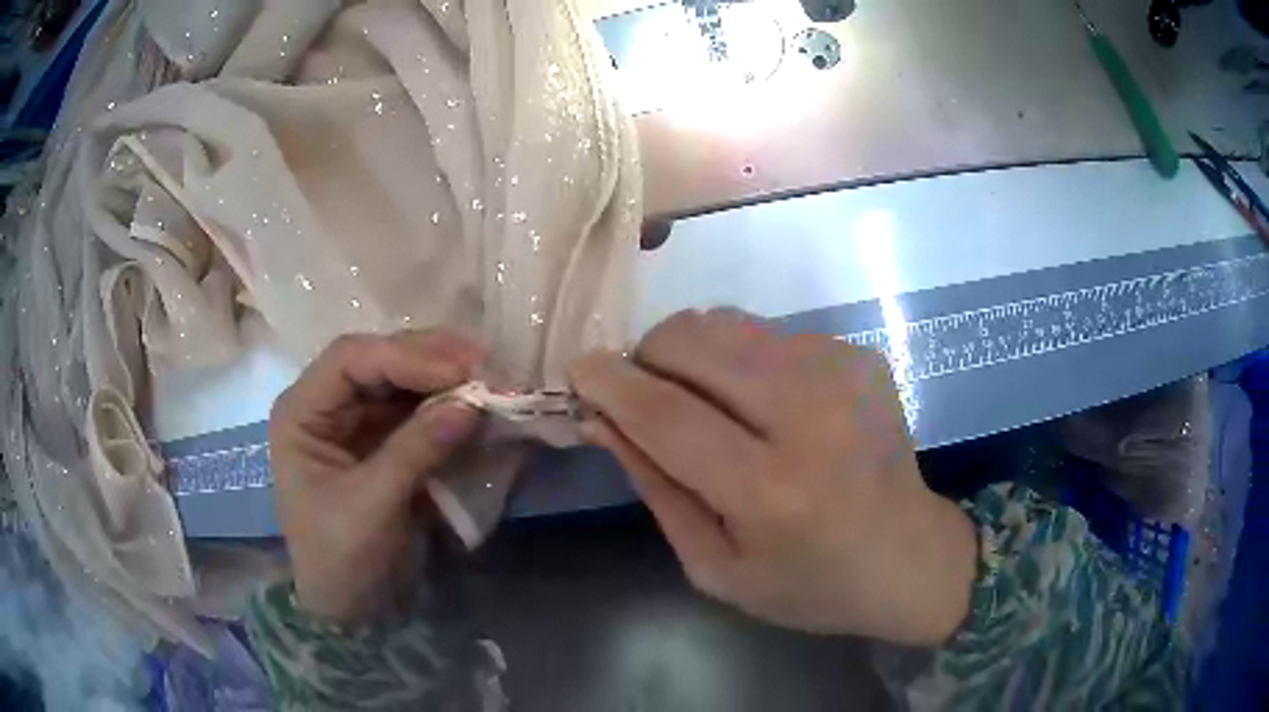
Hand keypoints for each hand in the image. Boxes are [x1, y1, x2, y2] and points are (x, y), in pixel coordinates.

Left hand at [268, 330, 482, 622]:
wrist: (350, 606)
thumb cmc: (341, 558)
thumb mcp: (371, 506)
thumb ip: (415, 451)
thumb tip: (471, 405)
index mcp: (301, 413)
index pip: (350, 360)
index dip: (404, 357)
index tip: (458, 371)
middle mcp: (325, 404)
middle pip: (377, 359)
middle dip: (428, 359)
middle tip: (482, 364)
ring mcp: (355, 419)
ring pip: (400, 377)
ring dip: (442, 375)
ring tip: (486, 377)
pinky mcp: (382, 438)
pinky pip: (416, 407)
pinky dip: (446, 403)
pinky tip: (475, 402)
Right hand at [569, 310, 976, 645]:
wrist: (908, 555)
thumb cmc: (807, 583)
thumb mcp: (715, 566)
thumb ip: (656, 487)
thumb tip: (604, 417)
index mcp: (770, 491)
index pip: (666, 414)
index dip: (611, 384)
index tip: (579, 369)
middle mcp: (810, 416)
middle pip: (695, 344)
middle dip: (647, 357)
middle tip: (644, 393)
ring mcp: (841, 373)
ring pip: (726, 325)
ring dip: (691, 355)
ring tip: (702, 399)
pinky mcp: (857, 355)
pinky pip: (766, 333)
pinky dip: (740, 359)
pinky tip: (761, 402)